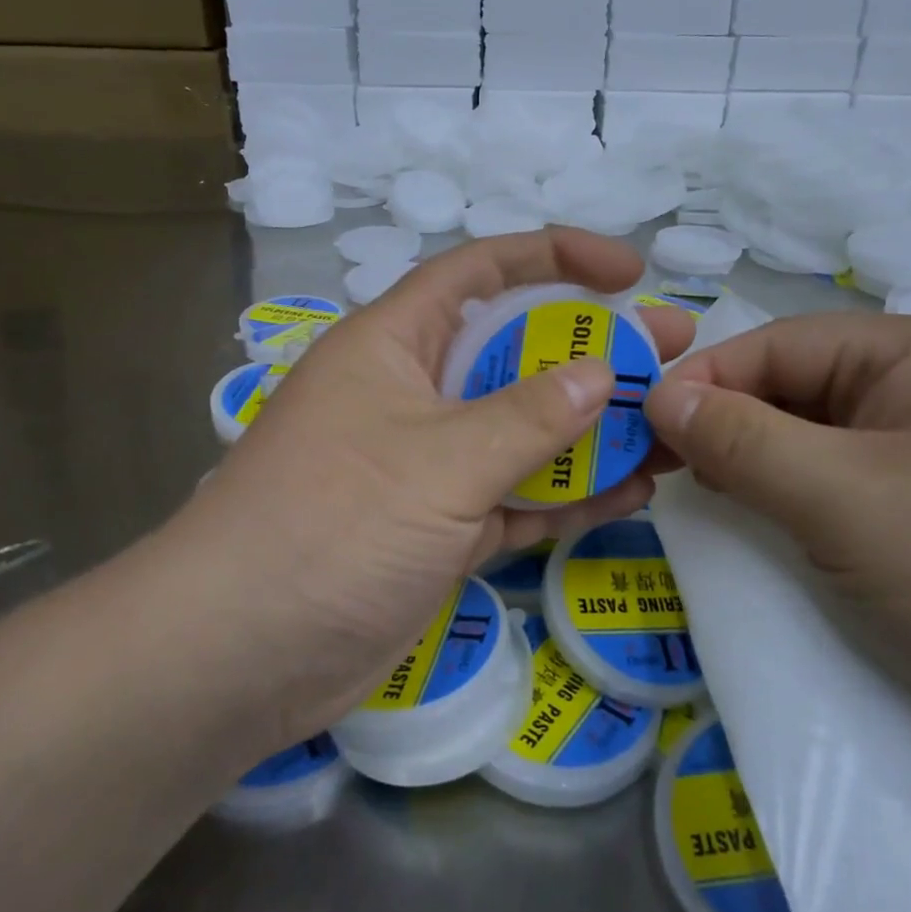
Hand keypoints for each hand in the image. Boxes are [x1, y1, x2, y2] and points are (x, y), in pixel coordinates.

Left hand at [179, 229, 694, 745]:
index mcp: (394, 343)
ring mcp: (427, 464)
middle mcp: (412, 393)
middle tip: (671, 351)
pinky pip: (516, 496)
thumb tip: (602, 374)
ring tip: (670, 425)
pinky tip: (634, 489)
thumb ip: (528, 416)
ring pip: (522, 429)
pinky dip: (568, 494)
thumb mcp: (440, 459)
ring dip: (591, 428)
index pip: (480, 271)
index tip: (628, 270)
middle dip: (592, 349)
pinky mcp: (439, 528)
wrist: (239, 655)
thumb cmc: (331, 523)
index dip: (555, 257)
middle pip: (514, 352)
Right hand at [643, 313, 910, 734]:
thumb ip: (740, 440)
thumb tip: (658, 397)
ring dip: (758, 461)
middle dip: (731, 423)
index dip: (706, 379)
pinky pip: (845, 478)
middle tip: (666, 467)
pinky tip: (765, 521)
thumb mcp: (840, 500)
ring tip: (708, 495)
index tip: (642, 425)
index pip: (781, 343)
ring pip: (817, 435)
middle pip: (799, 386)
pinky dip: (796, 493)